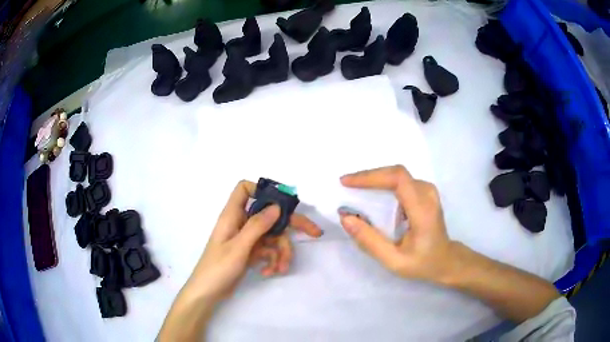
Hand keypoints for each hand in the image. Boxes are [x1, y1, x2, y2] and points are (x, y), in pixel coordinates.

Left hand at [185, 180, 321, 302]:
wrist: (208, 293)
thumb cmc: (218, 267)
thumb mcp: (239, 247)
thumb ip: (257, 226)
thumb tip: (277, 206)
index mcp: (233, 215)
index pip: (244, 189)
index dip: (262, 190)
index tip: (282, 202)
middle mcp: (241, 223)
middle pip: (269, 215)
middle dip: (291, 225)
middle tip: (315, 233)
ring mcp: (247, 239)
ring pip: (273, 236)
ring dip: (281, 252)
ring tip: (281, 268)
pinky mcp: (251, 252)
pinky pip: (268, 251)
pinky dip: (272, 261)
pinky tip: (269, 272)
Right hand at [339, 165, 456, 284]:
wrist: (445, 260)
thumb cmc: (421, 263)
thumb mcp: (394, 260)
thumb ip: (370, 241)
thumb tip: (345, 218)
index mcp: (423, 211)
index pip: (398, 180)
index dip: (371, 176)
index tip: (347, 182)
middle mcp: (428, 194)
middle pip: (396, 172)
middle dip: (369, 176)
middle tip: (346, 183)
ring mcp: (428, 190)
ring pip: (398, 174)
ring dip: (375, 178)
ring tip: (355, 187)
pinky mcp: (425, 191)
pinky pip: (401, 180)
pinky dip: (383, 182)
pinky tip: (372, 192)